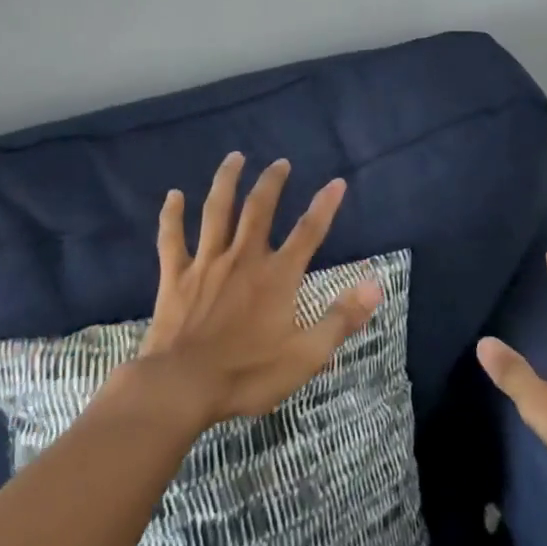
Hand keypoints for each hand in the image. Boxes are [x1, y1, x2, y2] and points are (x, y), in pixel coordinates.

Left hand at [134, 152, 381, 425]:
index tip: (337, 182)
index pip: (308, 232)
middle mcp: (243, 258)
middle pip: (259, 209)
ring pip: (217, 211)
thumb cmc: (247, 374)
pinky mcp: (175, 277)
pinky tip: (173, 196)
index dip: (325, 205)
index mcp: (277, 276)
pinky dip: (172, 215)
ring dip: (227, 182)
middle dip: (272, 182)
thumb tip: (374, 285)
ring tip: (235, 158)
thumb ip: (341, 319)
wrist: (180, 387)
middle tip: (280, 162)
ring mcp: (206, 264)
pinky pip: (172, 238)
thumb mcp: (306, 355)